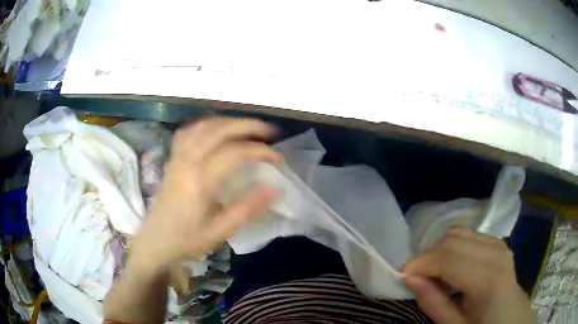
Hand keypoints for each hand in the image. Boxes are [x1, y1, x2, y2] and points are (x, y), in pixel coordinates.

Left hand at [129, 117, 281, 274]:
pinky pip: (189, 132)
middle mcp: (187, 162)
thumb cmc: (187, 240)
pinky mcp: (172, 159)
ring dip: (228, 122)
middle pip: (219, 130)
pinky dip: (207, 125)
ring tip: (247, 128)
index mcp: (200, 181)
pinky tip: (217, 130)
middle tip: (269, 131)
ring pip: (203, 126)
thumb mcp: (220, 231)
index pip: (235, 153)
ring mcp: (177, 157)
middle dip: (248, 126)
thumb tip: (276, 188)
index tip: (278, 158)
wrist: (155, 241)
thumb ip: (247, 208)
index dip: (260, 151)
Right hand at [403, 228, 534, 323]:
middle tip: (418, 279)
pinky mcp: (499, 243)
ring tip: (437, 275)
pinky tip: (455, 268)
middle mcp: (497, 253)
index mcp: (489, 279)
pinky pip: (470, 235)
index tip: (402, 276)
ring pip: (460, 234)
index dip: (420, 264)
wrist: (512, 318)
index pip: (448, 257)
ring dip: (442, 252)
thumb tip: (409, 278)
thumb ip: (433, 303)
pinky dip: (455, 248)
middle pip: (452, 241)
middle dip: (428, 257)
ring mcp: (500, 245)